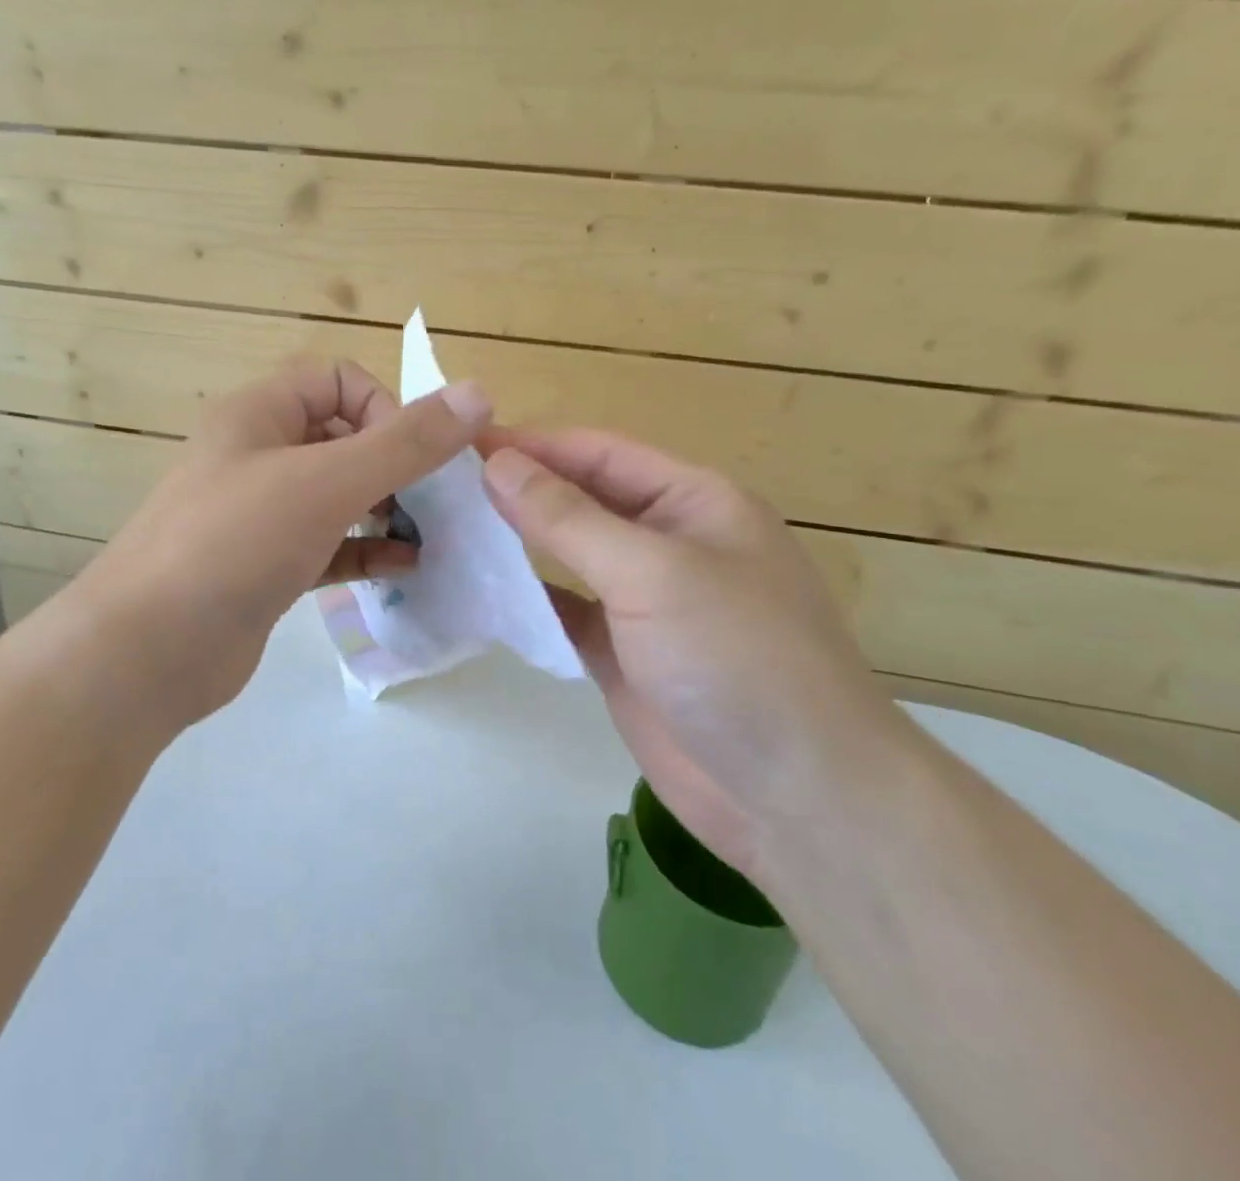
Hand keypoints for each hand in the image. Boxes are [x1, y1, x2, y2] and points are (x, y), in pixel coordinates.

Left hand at [62, 360, 491, 732]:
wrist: (146, 652)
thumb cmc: (234, 544)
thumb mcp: (325, 483)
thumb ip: (404, 442)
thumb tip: (479, 394)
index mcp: (259, 414)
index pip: (338, 379)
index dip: (383, 408)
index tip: (413, 457)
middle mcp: (258, 455)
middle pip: (343, 437)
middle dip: (394, 463)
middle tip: (434, 502)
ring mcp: (260, 514)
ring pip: (338, 494)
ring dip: (386, 508)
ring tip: (429, 534)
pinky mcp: (267, 566)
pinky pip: (329, 544)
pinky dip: (366, 550)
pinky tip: (405, 567)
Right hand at [481, 428, 898, 878]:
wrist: (798, 798)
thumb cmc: (737, 659)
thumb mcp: (652, 572)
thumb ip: (569, 517)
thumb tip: (499, 463)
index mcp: (693, 502)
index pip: (598, 452)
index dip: (532, 443)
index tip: (460, 440)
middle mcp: (668, 542)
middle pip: (581, 498)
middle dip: (519, 488)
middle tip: (441, 484)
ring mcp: (643, 602)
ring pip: (568, 554)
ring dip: (516, 541)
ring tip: (447, 528)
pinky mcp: (622, 653)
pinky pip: (564, 610)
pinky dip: (526, 598)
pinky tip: (479, 589)